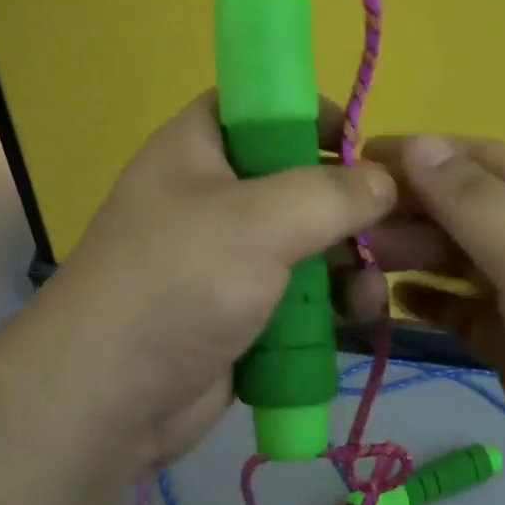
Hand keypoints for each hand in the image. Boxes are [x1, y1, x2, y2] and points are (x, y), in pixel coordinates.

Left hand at [18, 93, 395, 471]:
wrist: (109, 398)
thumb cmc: (179, 281)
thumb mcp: (259, 220)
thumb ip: (331, 192)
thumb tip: (385, 181)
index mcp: (199, 147)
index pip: (259, 106)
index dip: (310, 114)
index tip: (362, 146)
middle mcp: (213, 195)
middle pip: (295, 179)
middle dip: (348, 202)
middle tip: (395, 225)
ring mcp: (227, 257)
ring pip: (306, 242)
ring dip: (347, 259)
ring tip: (372, 285)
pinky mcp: (242, 311)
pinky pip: (298, 293)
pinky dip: (329, 300)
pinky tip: (359, 314)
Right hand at [360, 135, 504, 504]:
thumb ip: (473, 200)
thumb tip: (416, 144)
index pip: (476, 159)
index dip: (417, 155)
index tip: (353, 163)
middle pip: (460, 210)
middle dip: (408, 214)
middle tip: (351, 236)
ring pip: (456, 261)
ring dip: (411, 258)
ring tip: (363, 270)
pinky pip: (461, 311)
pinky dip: (429, 304)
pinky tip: (398, 306)